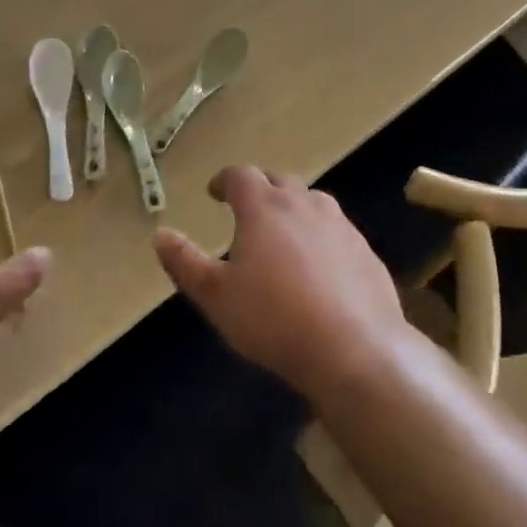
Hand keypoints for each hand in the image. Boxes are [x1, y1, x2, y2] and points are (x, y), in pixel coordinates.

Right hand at [154, 166, 412, 401]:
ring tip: (283, 233)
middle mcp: (303, 204)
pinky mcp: (365, 251)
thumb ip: (185, 263)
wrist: (355, 350)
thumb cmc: (274, 319)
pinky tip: (320, 266)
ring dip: (294, 209)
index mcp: (264, 207)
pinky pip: (337, 232)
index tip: (215, 192)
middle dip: (261, 189)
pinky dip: (322, 237)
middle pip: (279, 181)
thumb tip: (160, 234)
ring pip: (312, 202)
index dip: (225, 180)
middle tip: (248, 210)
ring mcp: (340, 225)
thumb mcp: (216, 296)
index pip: (241, 176)